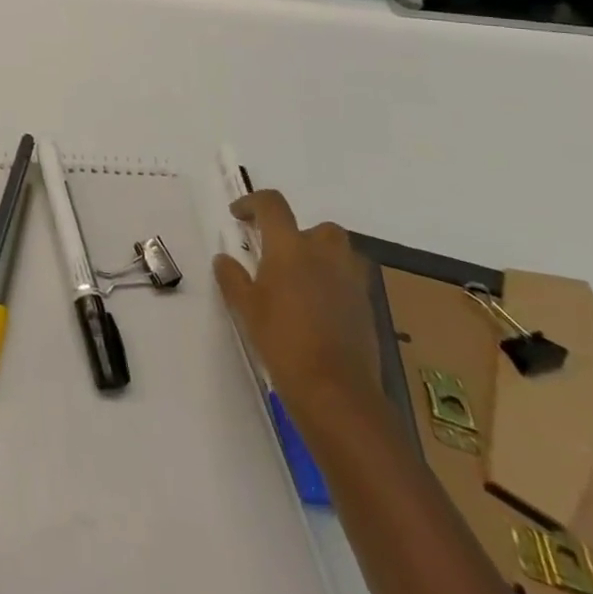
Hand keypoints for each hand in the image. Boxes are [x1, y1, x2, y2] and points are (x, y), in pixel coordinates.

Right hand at [212, 189, 379, 429]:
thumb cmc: (282, 341)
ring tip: (302, 280)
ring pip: (341, 253)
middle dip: (300, 233)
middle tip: (279, 254)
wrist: (336, 391)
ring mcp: (351, 282)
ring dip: (323, 257)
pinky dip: (335, 284)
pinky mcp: (367, 308)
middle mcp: (324, 255)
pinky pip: (351, 282)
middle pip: (318, 227)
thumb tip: (225, 259)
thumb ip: (232, 277)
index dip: (253, 202)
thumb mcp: (245, 308)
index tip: (239, 215)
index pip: (272, 205)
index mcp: (290, 248)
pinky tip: (318, 309)